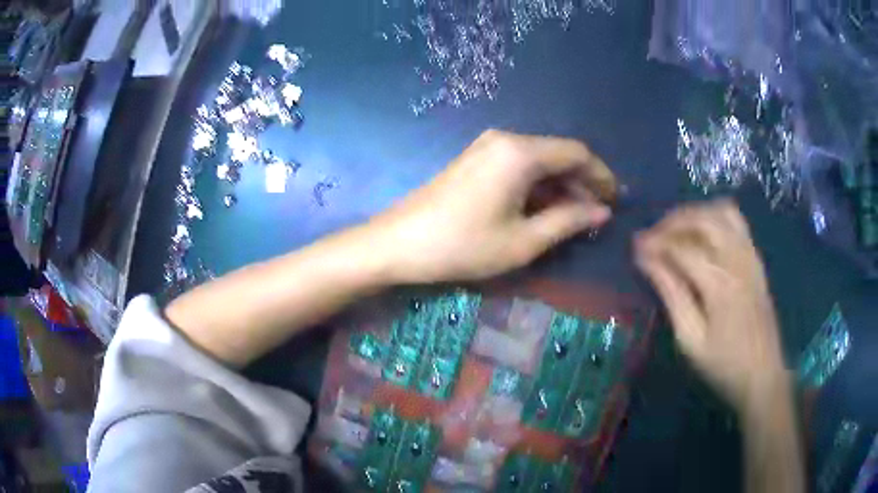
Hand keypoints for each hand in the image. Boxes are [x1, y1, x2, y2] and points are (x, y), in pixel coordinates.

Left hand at [372, 129, 616, 282]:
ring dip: (560, 186)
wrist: (399, 242)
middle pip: (558, 154)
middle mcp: (506, 139)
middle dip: (581, 183)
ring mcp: (487, 146)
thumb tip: (601, 212)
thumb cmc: (463, 245)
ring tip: (574, 218)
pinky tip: (543, 209)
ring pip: (538, 161)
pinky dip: (537, 185)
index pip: (577, 153)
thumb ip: (568, 221)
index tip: (615, 201)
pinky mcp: (475, 158)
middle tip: (596, 216)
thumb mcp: (523, 241)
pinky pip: (518, 166)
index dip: (601, 176)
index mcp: (521, 152)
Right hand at [634, 200, 787, 413]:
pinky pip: (737, 222)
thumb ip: (672, 296)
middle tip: (653, 236)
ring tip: (677, 230)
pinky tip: (704, 233)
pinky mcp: (757, 260)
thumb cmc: (723, 365)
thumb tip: (647, 262)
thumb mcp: (691, 340)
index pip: (681, 248)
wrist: (763, 375)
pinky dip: (716, 217)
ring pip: (722, 213)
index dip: (655, 244)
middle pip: (703, 220)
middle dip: (673, 221)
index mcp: (719, 283)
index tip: (634, 247)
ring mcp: (750, 256)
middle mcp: (737, 259)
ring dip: (695, 214)